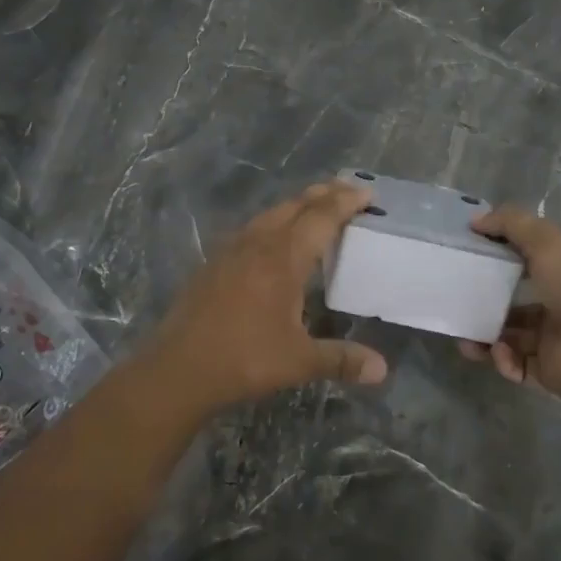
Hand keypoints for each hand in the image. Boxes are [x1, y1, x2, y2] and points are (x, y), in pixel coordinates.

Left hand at [139, 181, 387, 412]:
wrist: (178, 368)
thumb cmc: (243, 359)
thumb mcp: (298, 361)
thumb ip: (341, 359)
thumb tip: (382, 369)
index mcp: (283, 259)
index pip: (321, 218)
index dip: (345, 202)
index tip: (366, 191)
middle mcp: (258, 244)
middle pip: (295, 206)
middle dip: (323, 195)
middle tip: (347, 190)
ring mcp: (231, 250)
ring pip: (270, 214)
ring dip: (297, 206)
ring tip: (315, 208)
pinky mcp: (214, 263)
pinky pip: (252, 229)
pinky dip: (274, 222)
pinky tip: (273, 239)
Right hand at [460, 207, 560, 399]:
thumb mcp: (546, 243)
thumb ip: (511, 224)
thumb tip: (475, 220)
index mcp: (560, 272)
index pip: (522, 260)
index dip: (496, 255)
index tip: (467, 254)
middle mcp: (554, 304)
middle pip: (509, 302)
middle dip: (481, 303)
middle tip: (456, 304)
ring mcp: (549, 339)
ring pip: (505, 336)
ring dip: (483, 336)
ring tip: (466, 341)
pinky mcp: (544, 370)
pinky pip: (513, 364)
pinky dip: (502, 359)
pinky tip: (499, 353)